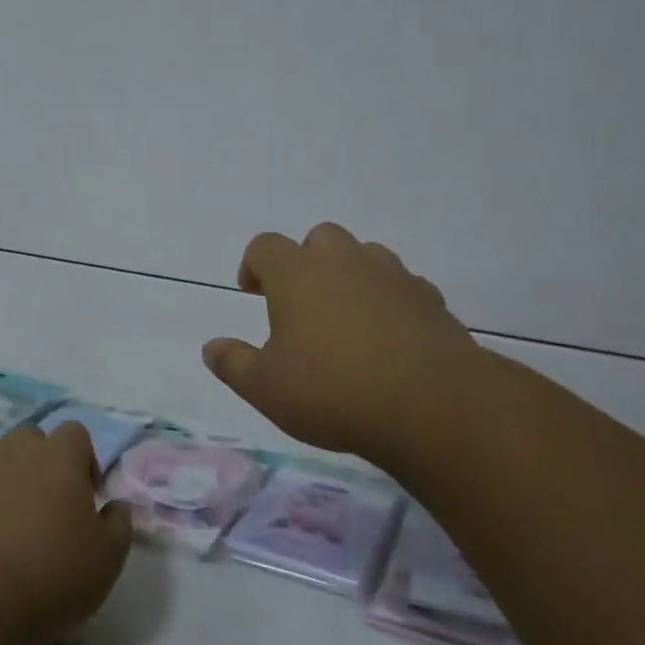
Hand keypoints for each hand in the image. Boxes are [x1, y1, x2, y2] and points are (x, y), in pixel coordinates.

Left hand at [0, 423, 132, 644]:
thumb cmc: (51, 577)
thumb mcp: (108, 559)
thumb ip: (119, 524)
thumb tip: (117, 506)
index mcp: (59, 456)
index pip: (76, 433)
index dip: (83, 459)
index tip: (85, 496)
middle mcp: (14, 449)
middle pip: (32, 439)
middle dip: (41, 463)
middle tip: (47, 507)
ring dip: (5, 478)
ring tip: (8, 522)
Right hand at [203, 222, 484, 465]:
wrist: (433, 405)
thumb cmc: (333, 391)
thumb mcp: (266, 388)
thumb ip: (233, 363)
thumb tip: (211, 347)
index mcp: (297, 273)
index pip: (265, 246)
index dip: (253, 265)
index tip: (253, 293)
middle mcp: (345, 261)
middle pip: (320, 238)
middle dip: (306, 261)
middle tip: (301, 304)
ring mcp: (393, 276)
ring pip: (365, 256)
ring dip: (350, 276)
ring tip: (345, 320)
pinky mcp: (430, 299)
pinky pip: (401, 286)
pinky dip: (388, 300)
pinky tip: (388, 337)